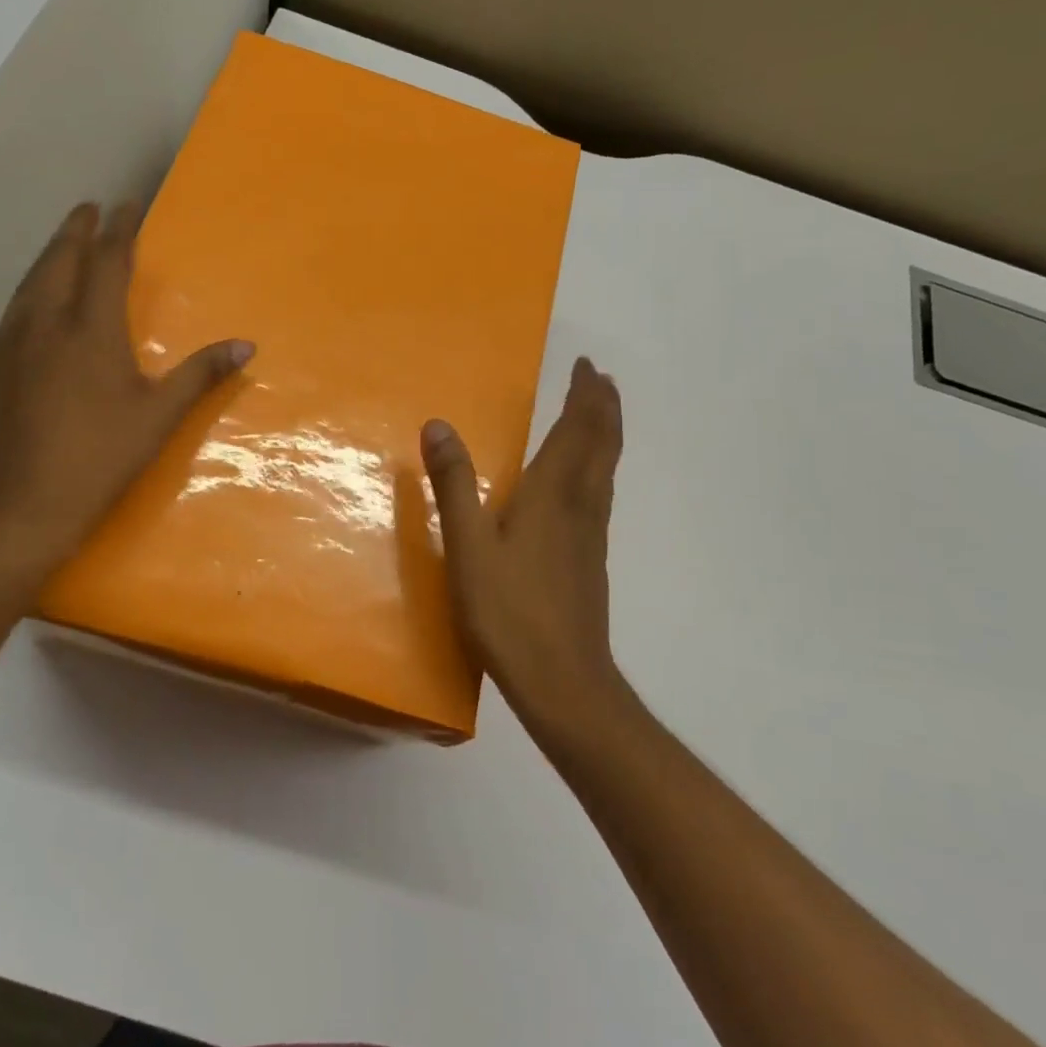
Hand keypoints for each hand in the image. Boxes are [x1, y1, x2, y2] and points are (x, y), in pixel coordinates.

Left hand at [0, 202, 253, 594]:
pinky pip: (8, 319)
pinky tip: (30, 318)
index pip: (106, 263)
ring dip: (47, 260)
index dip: (119, 230)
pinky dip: (26, 300)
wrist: (9, 510)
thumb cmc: (95, 461)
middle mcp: (41, 324)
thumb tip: (246, 345)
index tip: (126, 204)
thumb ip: (199, 375)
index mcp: (88, 330)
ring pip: (26, 286)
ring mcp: (4, 347)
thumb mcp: (157, 419)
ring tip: (60, 250)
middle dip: (74, 231)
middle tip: (87, 210)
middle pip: (57, 261)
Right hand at [421, 356, 626, 729]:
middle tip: (600, 378)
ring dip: (605, 433)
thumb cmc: (510, 610)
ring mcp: (591, 534)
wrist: (563, 680)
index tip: (586, 366)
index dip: (584, 395)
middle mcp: (581, 505)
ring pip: (607, 469)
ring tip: (599, 414)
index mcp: (553, 494)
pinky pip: (601, 493)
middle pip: (602, 443)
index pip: (576, 429)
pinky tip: (585, 482)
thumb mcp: (468, 545)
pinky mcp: (591, 559)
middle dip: (603, 406)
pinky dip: (599, 466)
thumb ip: (454, 484)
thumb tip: (438, 424)